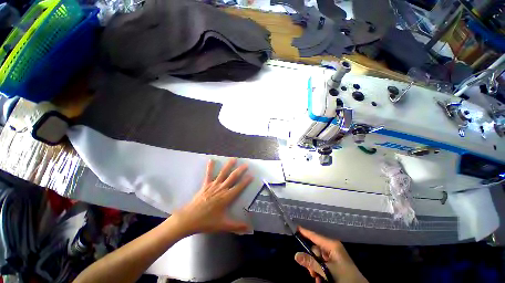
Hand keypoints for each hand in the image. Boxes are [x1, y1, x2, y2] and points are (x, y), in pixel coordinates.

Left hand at [173, 158, 252, 234]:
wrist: (188, 219)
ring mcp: (213, 186)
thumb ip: (236, 226)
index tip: (252, 175)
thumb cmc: (206, 222)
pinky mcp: (205, 185)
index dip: (246, 181)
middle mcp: (221, 189)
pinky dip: (210, 167)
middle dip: (240, 170)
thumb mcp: (223, 225)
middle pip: (233, 177)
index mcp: (226, 197)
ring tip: (233, 159)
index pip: (239, 187)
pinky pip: (208, 175)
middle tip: (246, 164)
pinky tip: (211, 160)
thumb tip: (249, 229)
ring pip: (223, 173)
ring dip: (228, 166)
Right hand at [294, 227, 367, 282]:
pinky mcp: (335, 266)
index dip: (305, 232)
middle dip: (311, 261)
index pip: (315, 236)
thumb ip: (311, 263)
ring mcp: (334, 257)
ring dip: (315, 269)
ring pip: (317, 259)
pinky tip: (321, 281)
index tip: (296, 228)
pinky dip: (320, 273)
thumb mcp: (327, 271)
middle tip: (312, 273)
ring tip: (317, 279)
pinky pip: (322, 266)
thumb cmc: (345, 277)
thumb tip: (296, 255)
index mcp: (332, 245)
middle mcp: (332, 249)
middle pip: (315, 250)